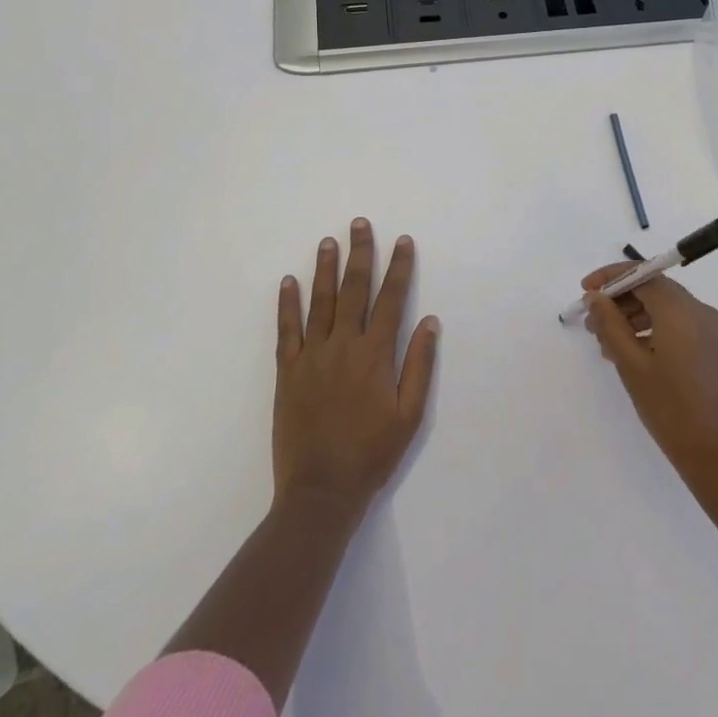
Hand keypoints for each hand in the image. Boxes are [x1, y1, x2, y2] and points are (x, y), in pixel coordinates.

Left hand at [274, 219, 439, 514]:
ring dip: (325, 268)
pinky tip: (288, 281)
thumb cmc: (372, 454)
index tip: (403, 241)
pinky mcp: (288, 371)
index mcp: (375, 355)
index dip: (399, 268)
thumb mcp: (409, 414)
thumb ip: (419, 365)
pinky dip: (287, 304)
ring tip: (328, 241)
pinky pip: (287, 330)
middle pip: (354, 289)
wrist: (320, 492)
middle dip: (360, 254)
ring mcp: (312, 356)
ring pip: (320, 302)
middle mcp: (344, 346)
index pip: (391, 299)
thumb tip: (430, 321)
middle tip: (359, 224)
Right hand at [583, 264, 717, 491]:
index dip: (610, 278)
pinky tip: (630, 354)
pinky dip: (652, 329)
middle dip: (620, 299)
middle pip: (654, 288)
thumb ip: (611, 324)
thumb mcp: (632, 365)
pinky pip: (677, 325)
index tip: (585, 291)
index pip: (642, 274)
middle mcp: (699, 311)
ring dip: (633, 316)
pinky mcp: (713, 349)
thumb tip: (596, 296)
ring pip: (665, 307)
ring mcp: (710, 330)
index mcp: (681, 309)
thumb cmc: (672, 410)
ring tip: (605, 343)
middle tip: (591, 323)